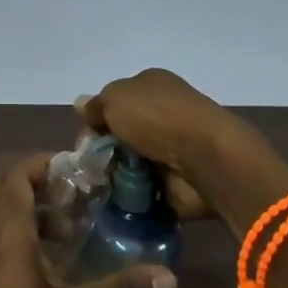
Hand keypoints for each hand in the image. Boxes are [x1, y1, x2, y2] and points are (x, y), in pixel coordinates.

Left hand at [0, 155, 174, 287]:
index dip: (40, 164)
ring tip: (69, 225)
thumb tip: (167, 274)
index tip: (74, 166)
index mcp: (6, 242)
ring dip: (27, 209)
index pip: (14, 179)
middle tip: (73, 193)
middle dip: (34, 182)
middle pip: (0, 191)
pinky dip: (18, 233)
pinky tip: (53, 261)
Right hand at [76, 68, 246, 220]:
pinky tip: (118, 202)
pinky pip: (146, 189)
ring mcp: (172, 148)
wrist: (206, 159)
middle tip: (90, 168)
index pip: (115, 102)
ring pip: (131, 163)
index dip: (96, 120)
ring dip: (116, 175)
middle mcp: (163, 113)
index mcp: (151, 86)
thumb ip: (96, 105)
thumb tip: (81, 106)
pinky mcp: (178, 181)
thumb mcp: (116, 99)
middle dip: (104, 151)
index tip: (85, 141)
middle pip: (122, 133)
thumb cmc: (158, 118)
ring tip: (100, 189)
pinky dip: (133, 197)